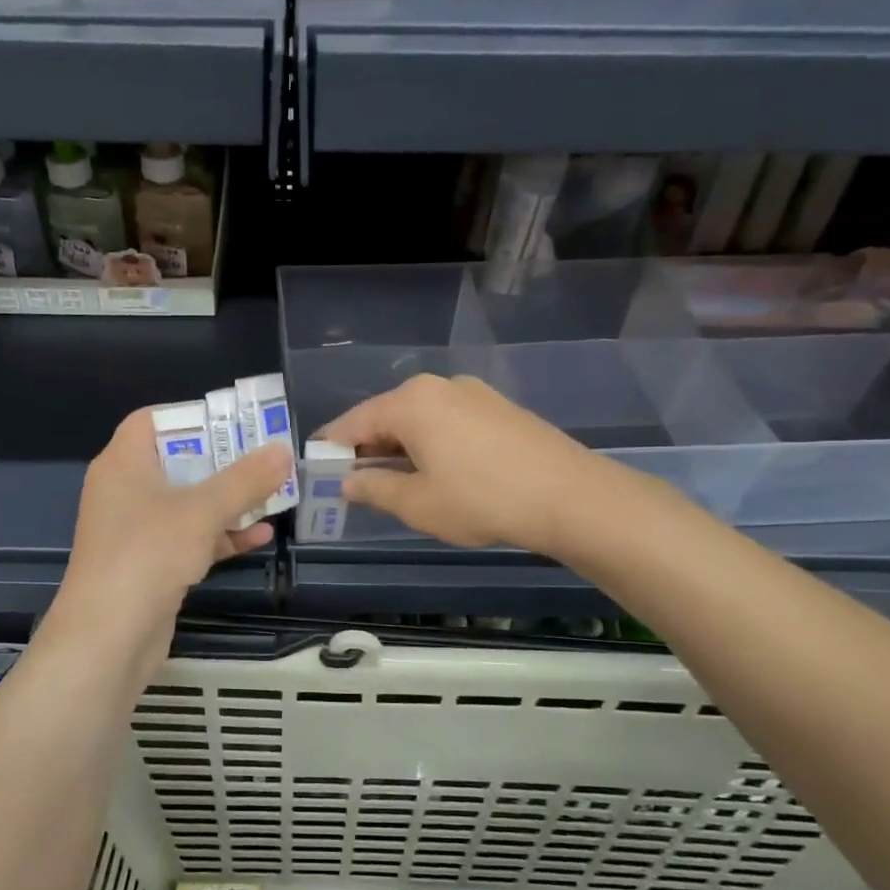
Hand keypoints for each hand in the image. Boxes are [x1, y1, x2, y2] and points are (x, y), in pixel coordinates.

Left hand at [61, 408, 289, 624]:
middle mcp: (126, 490)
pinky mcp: (151, 563)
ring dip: (229, 500)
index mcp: (124, 463)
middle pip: (179, 461)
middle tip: (267, 457)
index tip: (234, 422)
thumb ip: (245, 479)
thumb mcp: (201, 511)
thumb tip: (281, 449)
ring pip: (188, 502)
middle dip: (224, 461)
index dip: (193, 416)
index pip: (153, 420)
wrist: (107, 638)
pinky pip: (190, 537)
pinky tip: (261, 536)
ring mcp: (137, 529)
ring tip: (274, 494)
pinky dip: (221, 534)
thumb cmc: (147, 555)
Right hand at [317, 374, 590, 552]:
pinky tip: (440, 473)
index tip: (318, 471)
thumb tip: (349, 481)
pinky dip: (431, 443)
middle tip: (358, 484)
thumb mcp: (418, 503)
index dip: (332, 448)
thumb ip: (374, 488)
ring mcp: (472, 393)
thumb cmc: (482, 500)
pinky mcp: (498, 407)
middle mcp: (438, 386)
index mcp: (411, 402)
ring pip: (419, 419)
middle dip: (368, 449)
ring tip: (399, 484)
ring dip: (401, 448)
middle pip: (387, 416)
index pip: (353, 421)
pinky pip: (448, 421)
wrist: (570, 496)